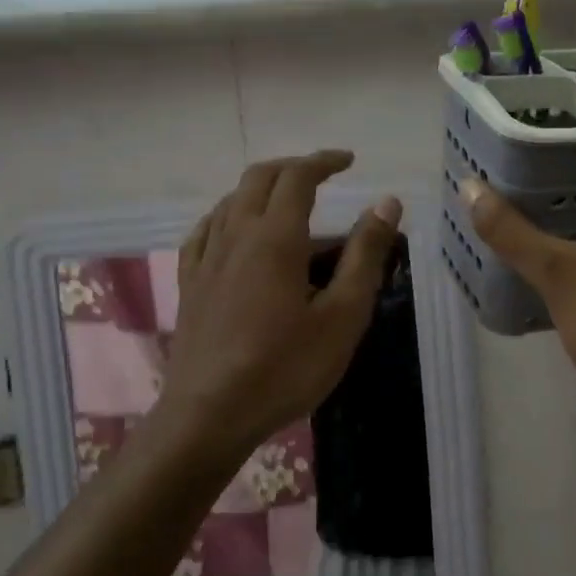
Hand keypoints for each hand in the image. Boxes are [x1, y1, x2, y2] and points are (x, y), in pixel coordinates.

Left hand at [161, 151, 402, 461]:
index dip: (324, 161)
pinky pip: (205, 231)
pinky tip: (234, 229)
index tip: (349, 161)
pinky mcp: (189, 284)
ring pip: (230, 201)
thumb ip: (366, 256)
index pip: (298, 177)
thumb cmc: (285, 368)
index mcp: (276, 238)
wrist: (210, 415)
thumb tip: (386, 203)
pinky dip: (227, 214)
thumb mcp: (343, 316)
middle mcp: (236, 235)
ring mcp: (206, 259)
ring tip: (287, 200)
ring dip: (261, 187)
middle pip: (259, 178)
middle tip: (322, 173)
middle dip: (293, 167)